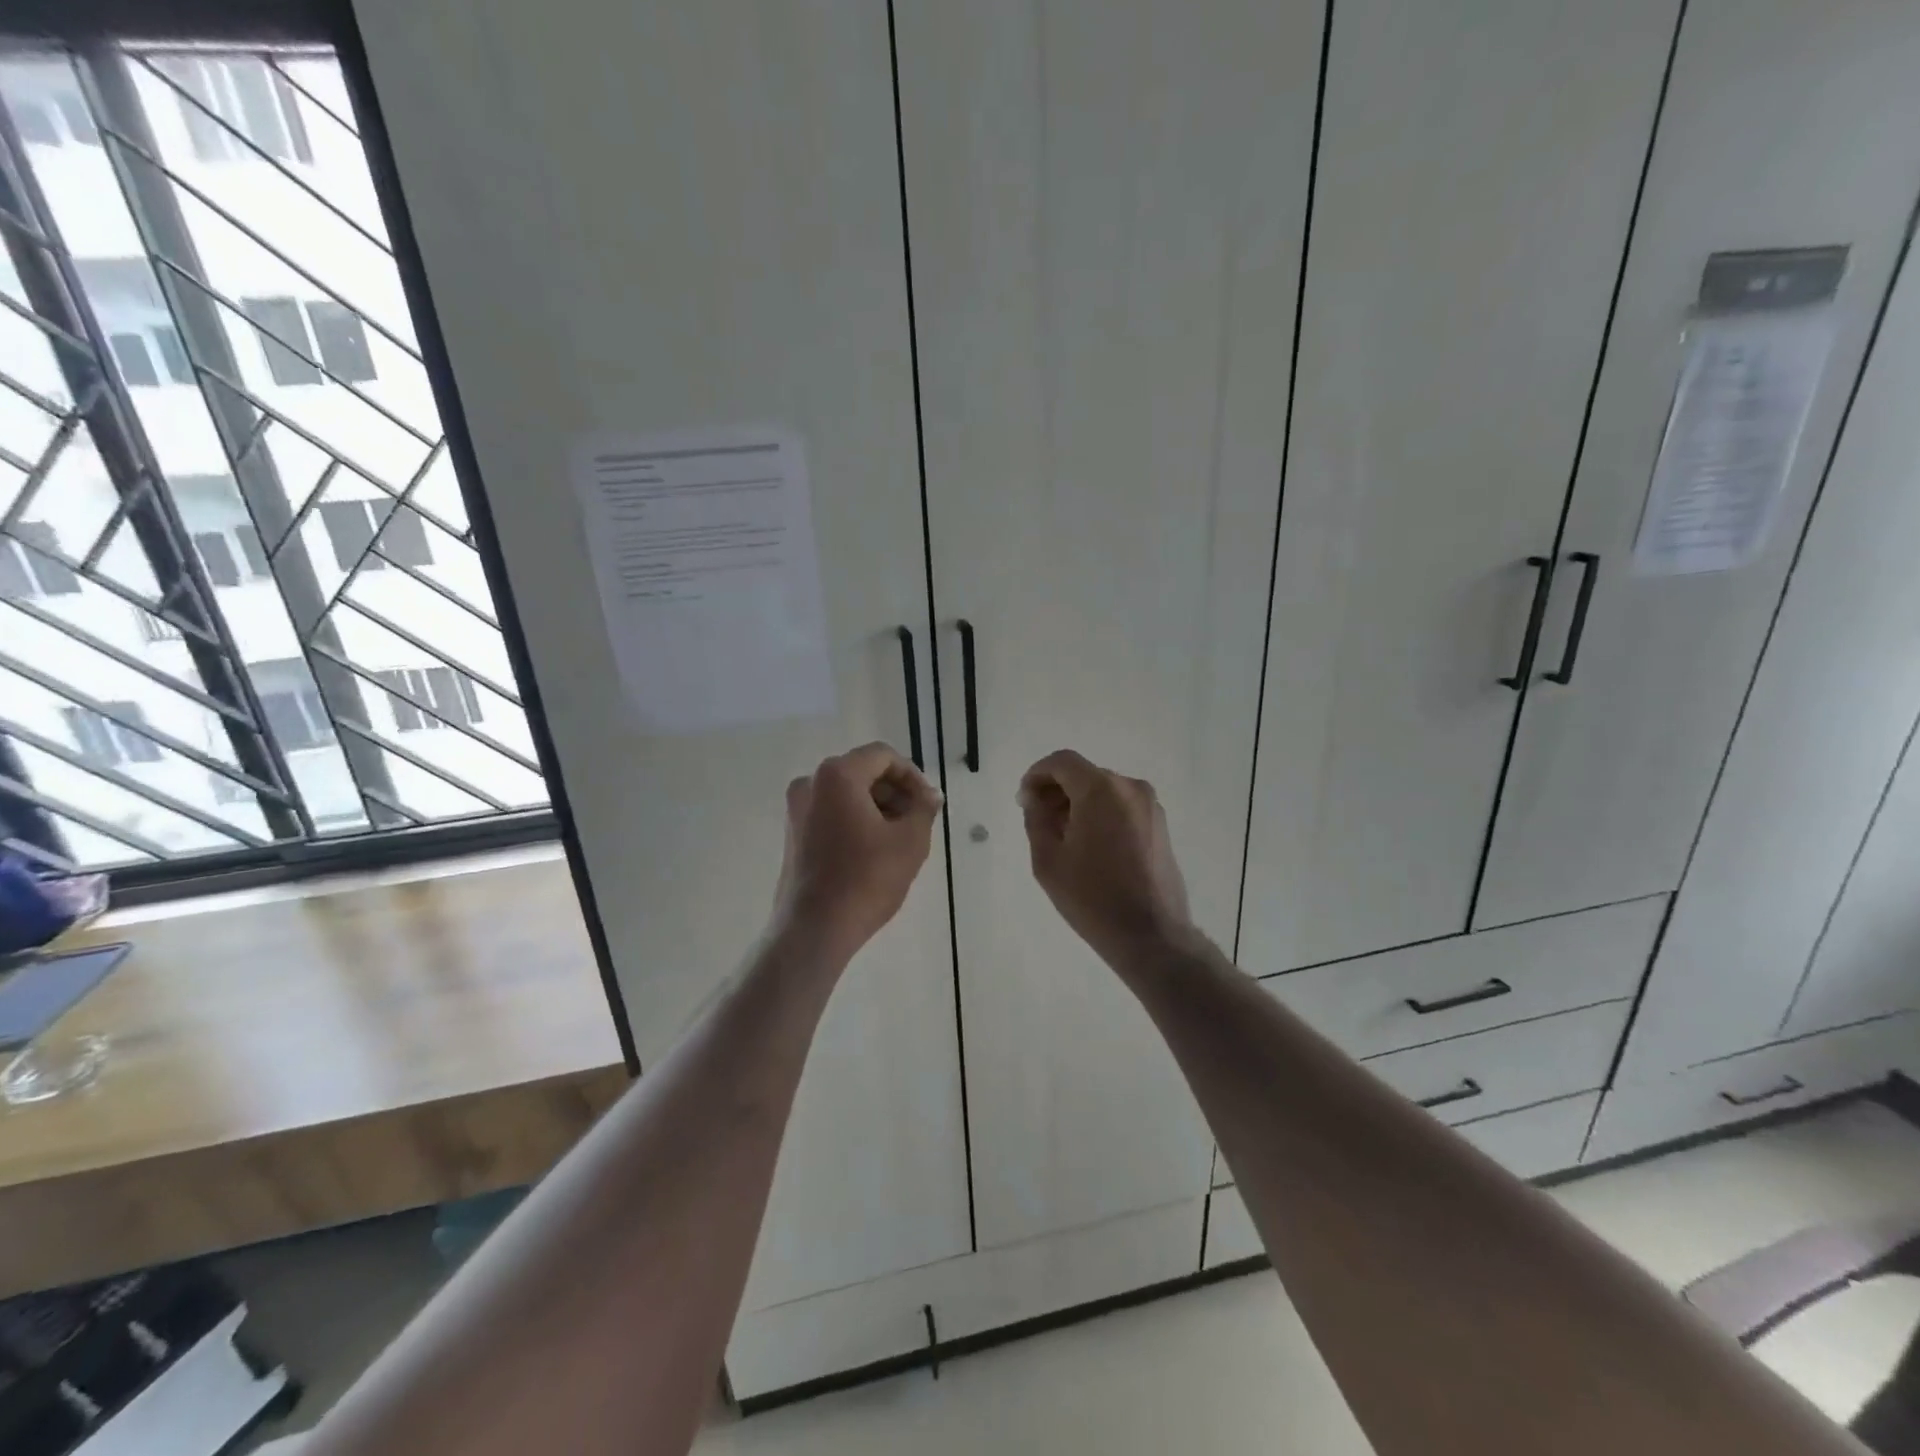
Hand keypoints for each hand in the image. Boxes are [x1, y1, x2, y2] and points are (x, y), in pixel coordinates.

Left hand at [774, 742, 943, 960]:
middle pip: (863, 772)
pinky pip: (831, 812)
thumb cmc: (866, 879)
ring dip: (878, 807)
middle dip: (895, 792)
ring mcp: (797, 809)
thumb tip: (930, 795)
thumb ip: (924, 808)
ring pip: (847, 793)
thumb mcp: (910, 841)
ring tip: (900, 838)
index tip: (928, 803)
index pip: (883, 756)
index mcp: (837, 775)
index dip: (912, 775)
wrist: (814, 928)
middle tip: (918, 820)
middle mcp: (810, 783)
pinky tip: (875, 850)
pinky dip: (856, 820)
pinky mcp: (793, 833)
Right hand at [1019, 749, 1193, 963]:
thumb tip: (1034, 799)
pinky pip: (1121, 806)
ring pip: (1103, 790)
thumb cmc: (1092, 897)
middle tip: (1037, 819)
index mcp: (1101, 790)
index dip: (1037, 774)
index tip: (1024, 800)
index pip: (1062, 762)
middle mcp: (1130, 788)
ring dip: (1078, 803)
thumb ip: (1036, 819)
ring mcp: (1150, 806)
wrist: (1150, 935)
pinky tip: (1088, 845)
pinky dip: (1100, 813)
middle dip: (1057, 791)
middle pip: (1084, 774)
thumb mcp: (1048, 859)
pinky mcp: (1159, 825)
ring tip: (1061, 836)